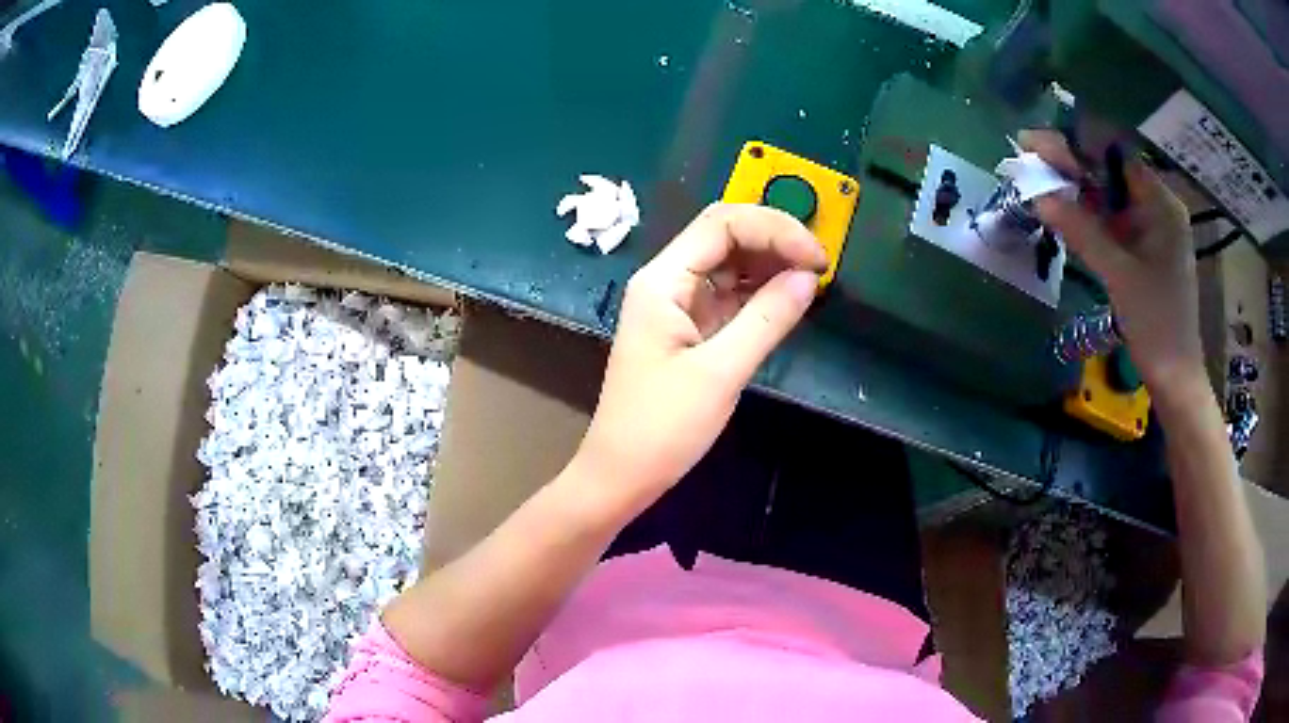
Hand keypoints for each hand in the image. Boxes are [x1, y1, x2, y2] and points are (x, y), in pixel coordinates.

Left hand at [575, 203, 826, 507]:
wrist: (621, 476)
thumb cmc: (662, 428)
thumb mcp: (720, 373)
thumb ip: (767, 318)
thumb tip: (809, 277)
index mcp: (663, 281)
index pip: (722, 224)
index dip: (775, 228)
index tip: (818, 258)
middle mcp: (668, 282)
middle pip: (726, 236)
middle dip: (776, 241)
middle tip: (821, 266)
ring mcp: (679, 306)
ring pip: (730, 265)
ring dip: (772, 265)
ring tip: (813, 280)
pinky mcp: (690, 330)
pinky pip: (730, 297)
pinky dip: (761, 294)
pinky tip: (790, 300)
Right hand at [1020, 130, 1203, 397]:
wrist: (1175, 378)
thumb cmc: (1157, 325)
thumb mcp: (1120, 276)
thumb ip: (1082, 231)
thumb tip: (1040, 197)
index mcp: (1161, 205)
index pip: (1115, 156)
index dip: (1077, 144)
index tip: (1039, 141)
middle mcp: (1157, 208)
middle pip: (1110, 173)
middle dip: (1072, 163)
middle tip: (1030, 154)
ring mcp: (1151, 230)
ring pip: (1109, 196)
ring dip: (1076, 187)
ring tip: (1039, 176)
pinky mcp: (1143, 250)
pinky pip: (1112, 221)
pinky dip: (1088, 214)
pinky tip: (1064, 207)